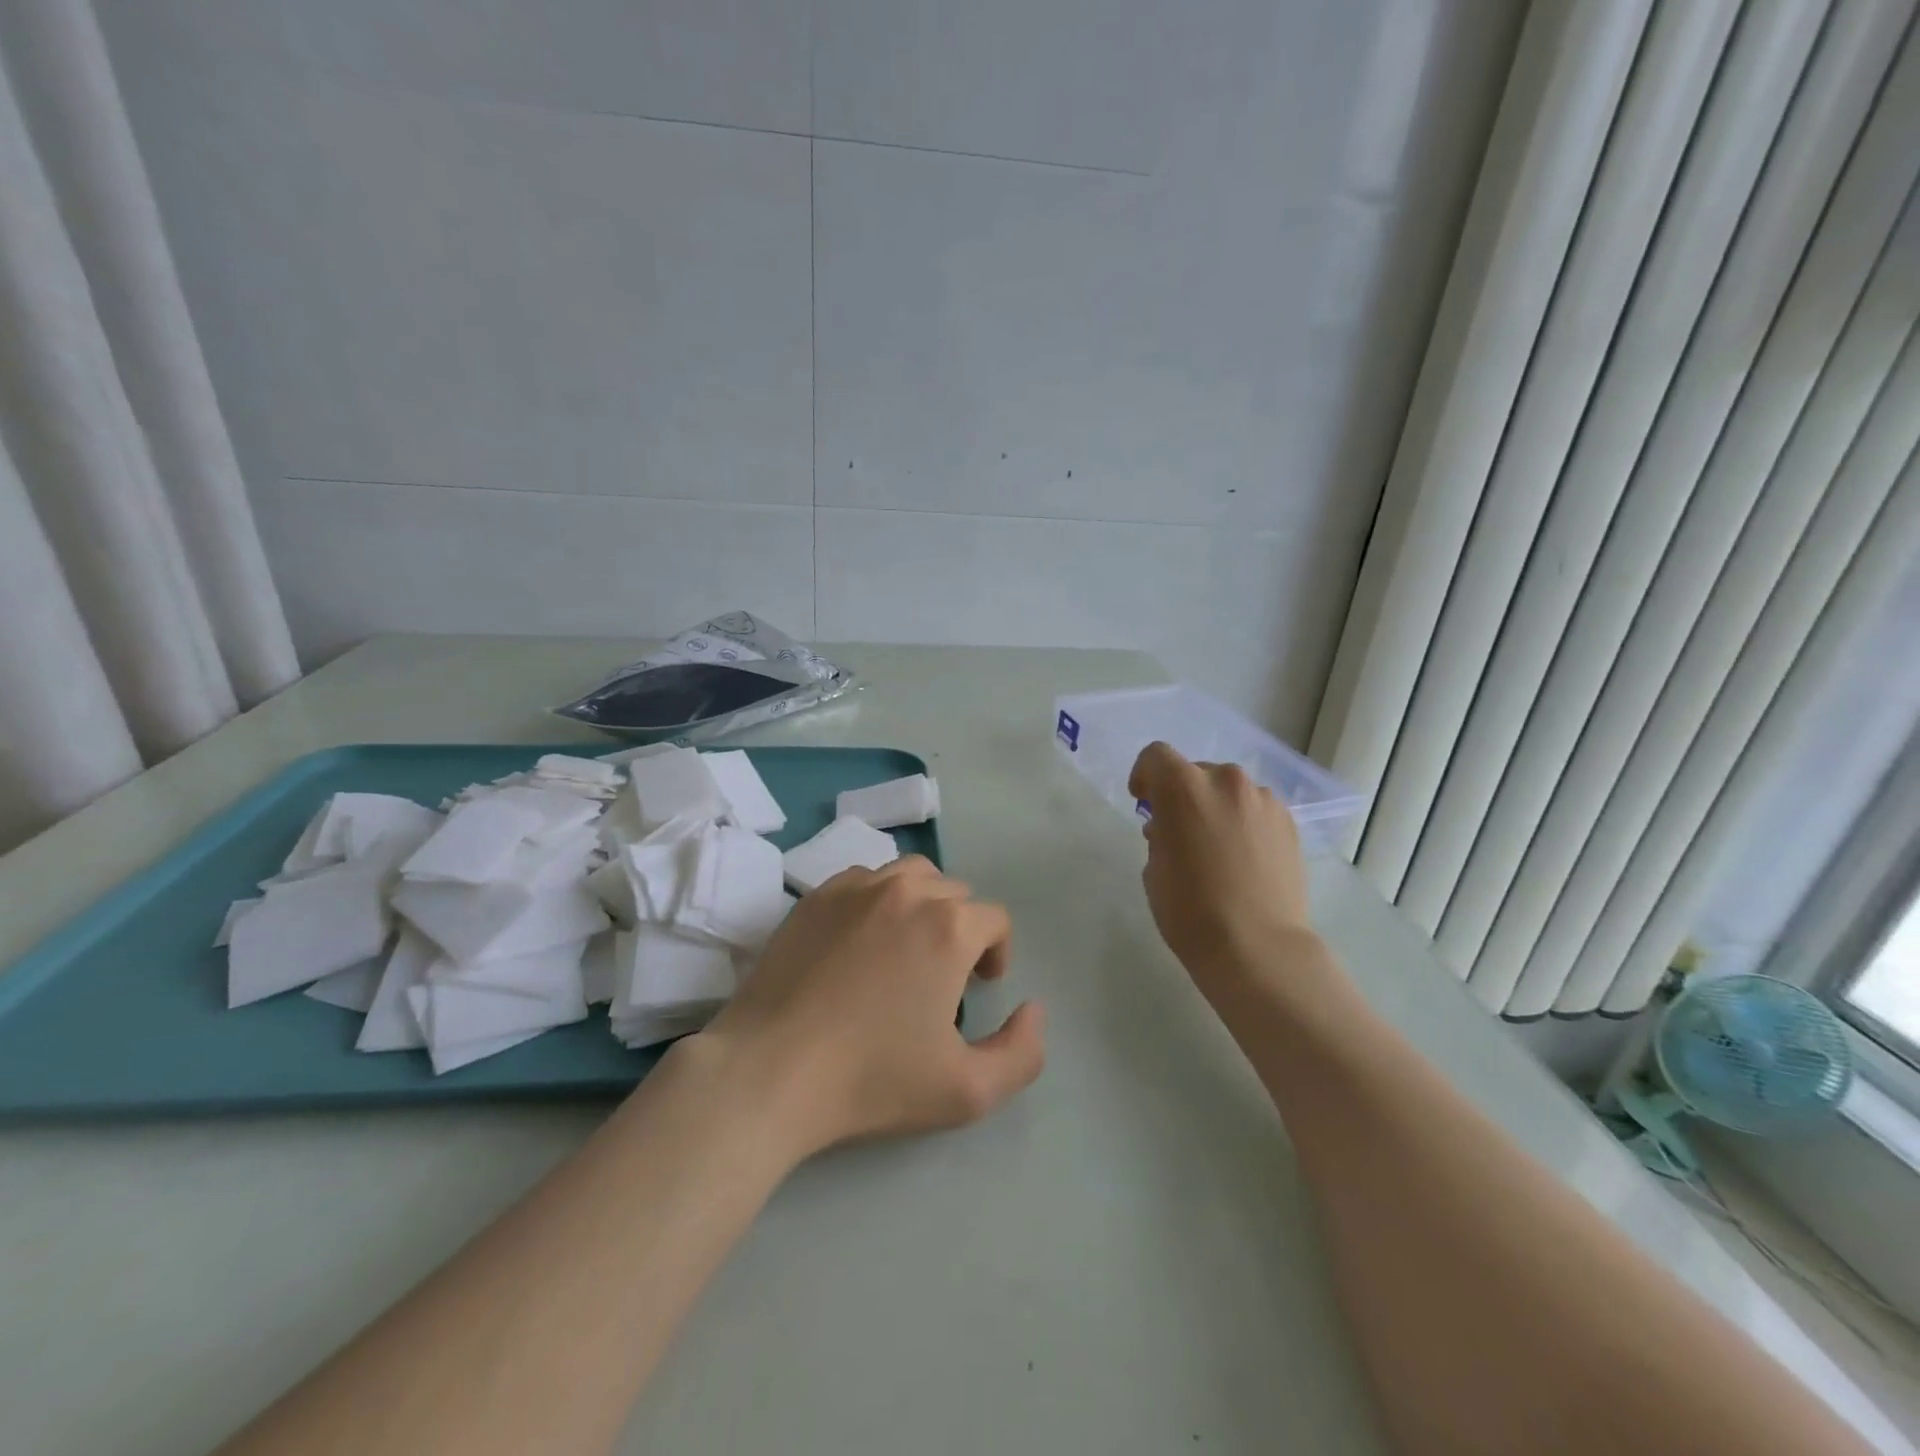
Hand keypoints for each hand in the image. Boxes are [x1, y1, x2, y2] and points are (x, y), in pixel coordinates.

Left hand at [699, 856, 1045, 1158]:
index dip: (997, 952)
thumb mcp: (968, 1091)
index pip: (995, 919)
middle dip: (961, 928)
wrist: (770, 1071)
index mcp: (949, 926)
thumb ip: (1023, 1053)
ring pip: (910, 877)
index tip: (980, 987)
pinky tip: (861, 942)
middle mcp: (906, 891)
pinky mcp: (815, 896)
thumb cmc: (872, 1079)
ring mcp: (856, 887)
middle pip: (954, 893)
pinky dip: (877, 901)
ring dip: (922, 905)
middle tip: (943, 976)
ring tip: (907, 948)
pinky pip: (864, 881)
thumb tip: (1034, 1010)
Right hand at [1128, 741, 1318, 998]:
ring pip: (1230, 791)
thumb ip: (1159, 836)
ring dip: (1217, 808)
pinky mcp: (1289, 822)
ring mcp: (1263, 800)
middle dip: (1183, 795)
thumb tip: (1171, 830)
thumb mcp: (1154, 870)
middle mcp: (1225, 781)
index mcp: (1183, 787)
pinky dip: (1244, 823)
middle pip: (1196, 772)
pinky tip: (1244, 859)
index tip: (1144, 802)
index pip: (1156, 757)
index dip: (1145, 776)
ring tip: (1217, 849)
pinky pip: (1256, 810)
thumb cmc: (1189, 910)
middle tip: (1180, 832)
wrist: (1257, 947)